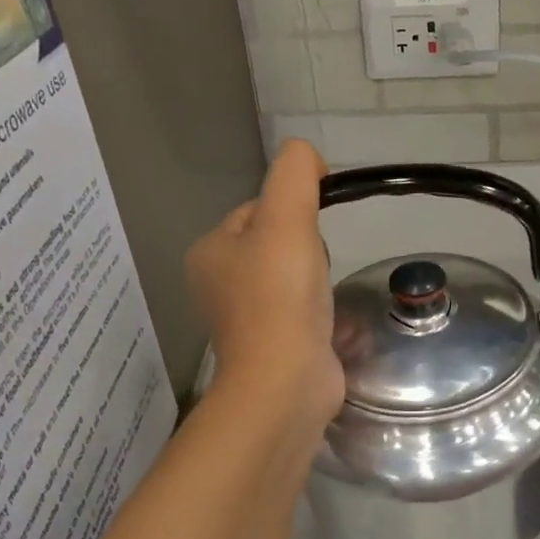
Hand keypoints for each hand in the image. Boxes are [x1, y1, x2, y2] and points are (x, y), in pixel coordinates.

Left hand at [188, 141, 343, 434]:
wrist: (285, 381)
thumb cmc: (280, 296)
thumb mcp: (287, 217)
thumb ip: (295, 174)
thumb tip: (307, 157)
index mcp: (211, 251)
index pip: (257, 209)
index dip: (293, 211)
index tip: (314, 231)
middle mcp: (220, 283)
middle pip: (276, 243)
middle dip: (307, 248)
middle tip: (314, 269)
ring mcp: (245, 319)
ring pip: (290, 277)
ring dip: (315, 278)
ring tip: (322, 296)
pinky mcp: (272, 346)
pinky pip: (299, 310)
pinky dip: (318, 309)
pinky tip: (328, 319)